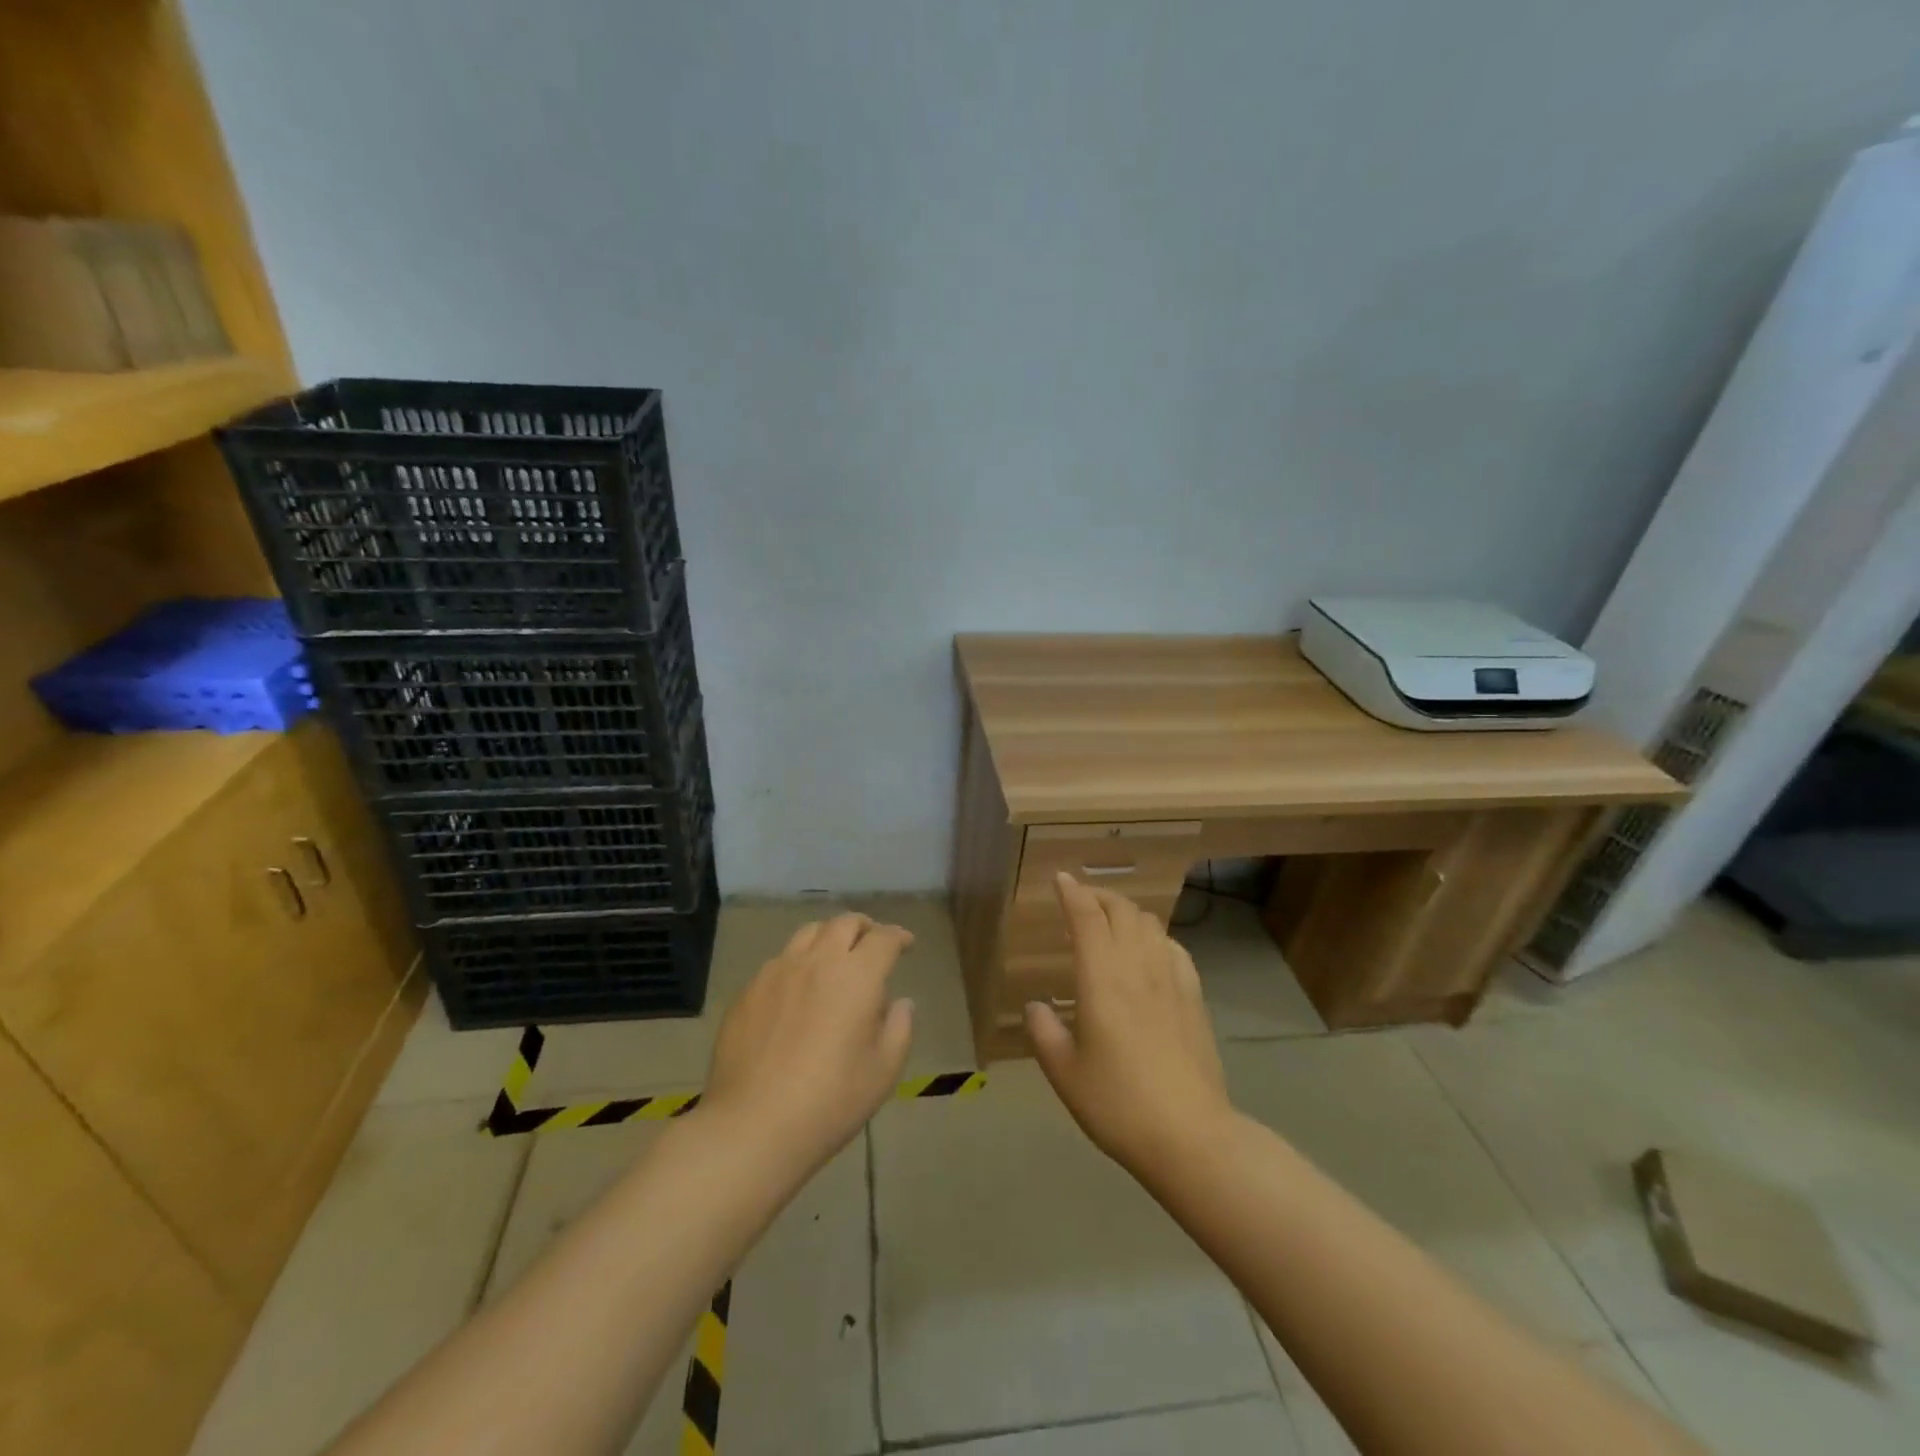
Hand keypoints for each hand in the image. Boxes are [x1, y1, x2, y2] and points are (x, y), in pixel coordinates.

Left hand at [700, 914, 915, 1174]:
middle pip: (844, 923)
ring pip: (808, 933)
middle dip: (864, 927)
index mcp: (857, 975)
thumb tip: (901, 1002)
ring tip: (834, 958)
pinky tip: (798, 990)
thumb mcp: (883, 1071)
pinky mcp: (749, 990)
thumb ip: (899, 1028)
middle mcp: (817, 961)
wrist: (753, 1124)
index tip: (906, 944)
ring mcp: (778, 972)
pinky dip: (798, 963)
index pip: (883, 938)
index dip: (898, 936)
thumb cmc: (830, 1100)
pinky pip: (779, 961)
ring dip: (829, 937)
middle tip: (872, 943)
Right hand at [1025, 873, 1233, 1174]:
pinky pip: (1174, 947)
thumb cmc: (1118, 1104)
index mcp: (1102, 978)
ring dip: (1126, 912)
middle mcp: (1138, 967)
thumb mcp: (1065, 1074)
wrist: (1190, 1136)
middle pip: (1122, 910)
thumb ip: (1044, 1033)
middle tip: (1080, 901)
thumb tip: (1036, 1006)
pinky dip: (1155, 937)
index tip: (1060, 879)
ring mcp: (1172, 979)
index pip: (1087, 917)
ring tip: (1110, 924)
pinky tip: (1149, 953)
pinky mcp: (1195, 997)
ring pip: (1150, 923)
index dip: (1072, 892)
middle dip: (1098, 896)